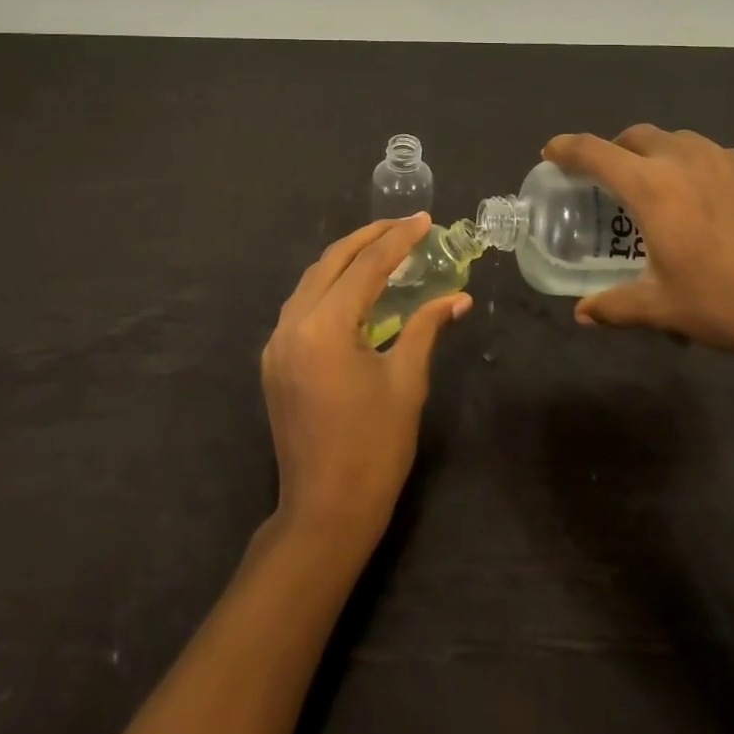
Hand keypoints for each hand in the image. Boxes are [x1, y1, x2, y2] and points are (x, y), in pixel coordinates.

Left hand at [263, 214, 470, 550]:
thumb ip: (426, 327)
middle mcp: (292, 324)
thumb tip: (458, 297)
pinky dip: (330, 287)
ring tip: (384, 249)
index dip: (398, 240)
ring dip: (346, 260)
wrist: (325, 512)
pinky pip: (302, 305)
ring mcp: (277, 343)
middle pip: (331, 262)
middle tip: (404, 227)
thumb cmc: (374, 448)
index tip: (425, 221)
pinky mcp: (275, 360)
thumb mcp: (407, 381)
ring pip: (312, 281)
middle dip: (368, 238)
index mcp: (324, 327)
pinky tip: (355, 289)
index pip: (366, 267)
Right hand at [543, 126, 733, 366]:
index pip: (595, 152)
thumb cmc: (730, 302)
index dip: (567, 148)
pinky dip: (698, 167)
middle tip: (609, 178)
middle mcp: (686, 160)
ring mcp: (729, 160)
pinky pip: (716, 156)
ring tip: (662, 189)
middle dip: (615, 149)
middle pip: (637, 135)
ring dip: (658, 154)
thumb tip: (582, 315)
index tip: (551, 152)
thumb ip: (616, 307)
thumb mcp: (665, 309)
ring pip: (680, 141)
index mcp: (652, 187)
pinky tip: (713, 203)